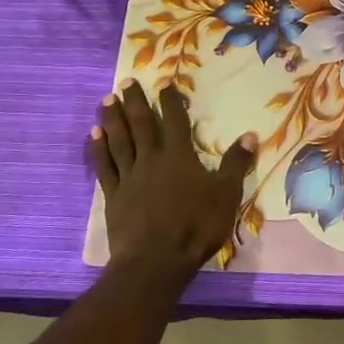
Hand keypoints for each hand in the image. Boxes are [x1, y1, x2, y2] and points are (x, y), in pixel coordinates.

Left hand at [91, 81, 256, 279]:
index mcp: (180, 157)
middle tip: (126, 81)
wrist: (155, 261)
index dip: (171, 101)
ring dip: (113, 119)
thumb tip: (250, 135)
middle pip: (142, 125)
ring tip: (106, 99)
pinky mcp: (113, 196)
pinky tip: (94, 135)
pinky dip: (98, 149)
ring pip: (119, 141)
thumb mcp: (226, 195)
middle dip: (135, 102)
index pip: (176, 121)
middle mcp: (151, 159)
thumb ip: (237, 164)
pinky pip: (104, 166)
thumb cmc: (196, 227)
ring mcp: (129, 177)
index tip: (164, 83)